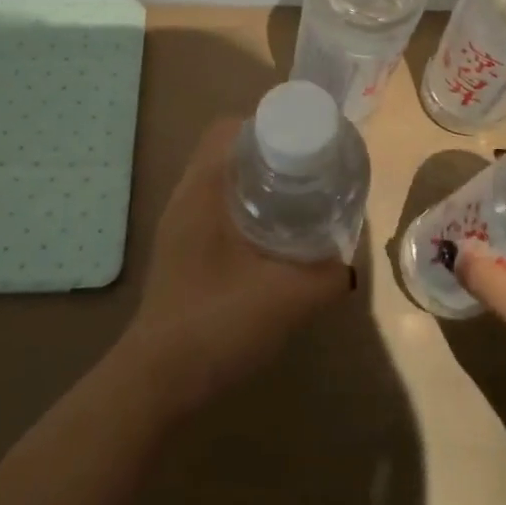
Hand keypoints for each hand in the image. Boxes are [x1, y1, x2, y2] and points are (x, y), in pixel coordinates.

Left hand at [120, 120, 349, 413]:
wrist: (158, 380)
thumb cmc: (217, 324)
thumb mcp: (287, 298)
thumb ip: (328, 276)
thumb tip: (347, 262)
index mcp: (203, 190)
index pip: (228, 128)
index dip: (267, 123)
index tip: (305, 140)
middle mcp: (186, 197)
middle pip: (227, 150)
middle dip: (269, 151)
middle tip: (310, 170)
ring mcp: (179, 225)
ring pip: (221, 180)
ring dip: (256, 180)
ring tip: (298, 198)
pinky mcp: (181, 250)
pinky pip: (216, 207)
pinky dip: (245, 207)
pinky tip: (272, 238)